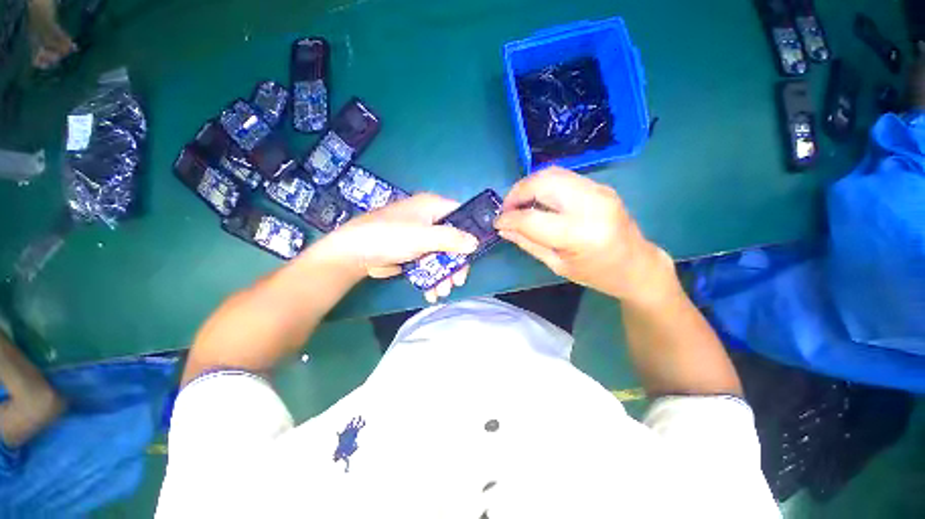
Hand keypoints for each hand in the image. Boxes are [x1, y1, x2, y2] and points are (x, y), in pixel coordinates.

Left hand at [316, 193, 478, 302]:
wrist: (354, 254)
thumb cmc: (389, 237)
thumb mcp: (423, 237)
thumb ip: (451, 239)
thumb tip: (475, 243)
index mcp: (432, 206)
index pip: (461, 215)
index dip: (470, 233)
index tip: (474, 253)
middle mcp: (429, 219)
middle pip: (453, 240)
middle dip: (455, 264)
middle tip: (457, 282)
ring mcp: (421, 237)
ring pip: (442, 255)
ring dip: (444, 275)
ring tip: (441, 292)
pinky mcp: (413, 252)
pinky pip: (430, 263)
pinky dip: (432, 277)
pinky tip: (431, 292)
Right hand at [494, 167, 673, 303]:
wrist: (637, 264)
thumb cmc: (597, 273)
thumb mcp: (557, 265)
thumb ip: (527, 243)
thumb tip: (503, 228)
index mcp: (580, 234)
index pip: (532, 218)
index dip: (509, 218)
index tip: (497, 221)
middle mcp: (591, 204)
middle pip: (542, 183)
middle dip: (517, 193)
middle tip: (507, 209)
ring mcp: (598, 190)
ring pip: (551, 173)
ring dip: (528, 186)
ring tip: (519, 204)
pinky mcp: (600, 186)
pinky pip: (563, 177)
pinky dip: (543, 185)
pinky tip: (538, 200)